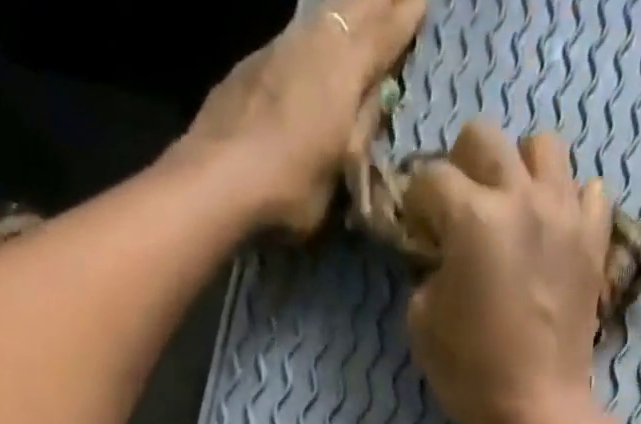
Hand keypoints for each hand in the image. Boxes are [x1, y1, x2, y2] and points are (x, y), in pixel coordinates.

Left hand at [185, 0, 424, 234]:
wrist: (217, 181)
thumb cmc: (291, 187)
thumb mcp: (340, 173)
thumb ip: (361, 131)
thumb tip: (376, 101)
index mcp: (346, 70)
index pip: (385, 33)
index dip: (405, 17)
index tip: (423, 2)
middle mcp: (314, 44)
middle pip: (354, 9)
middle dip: (378, 2)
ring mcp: (278, 49)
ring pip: (320, 18)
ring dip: (343, 13)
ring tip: (357, 12)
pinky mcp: (249, 66)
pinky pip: (292, 40)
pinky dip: (310, 38)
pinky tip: (310, 48)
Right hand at [402, 122, 611, 423]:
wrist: (538, 413)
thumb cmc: (473, 376)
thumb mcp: (422, 326)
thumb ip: (425, 273)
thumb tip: (439, 257)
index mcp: (473, 219)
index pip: (430, 178)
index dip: (415, 204)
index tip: (416, 232)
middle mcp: (522, 199)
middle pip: (484, 137)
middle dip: (461, 167)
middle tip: (459, 213)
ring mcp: (566, 216)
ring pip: (543, 147)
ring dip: (519, 170)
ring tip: (511, 211)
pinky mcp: (594, 243)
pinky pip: (588, 192)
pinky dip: (568, 201)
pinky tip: (552, 231)